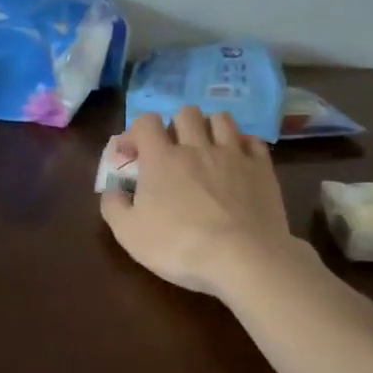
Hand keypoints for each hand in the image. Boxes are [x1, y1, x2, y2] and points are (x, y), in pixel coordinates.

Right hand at [100, 109, 296, 296]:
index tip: (133, 153)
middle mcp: (196, 146)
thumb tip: (110, 190)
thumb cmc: (179, 246)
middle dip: (175, 125)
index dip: (137, 131)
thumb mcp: (129, 234)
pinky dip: (242, 144)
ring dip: (210, 127)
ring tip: (206, 148)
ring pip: (221, 119)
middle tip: (173, 150)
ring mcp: (233, 154)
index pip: (146, 121)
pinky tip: (238, 160)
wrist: (243, 258)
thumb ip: (113, 206)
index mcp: (161, 158)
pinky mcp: (262, 168)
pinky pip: (252, 140)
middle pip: (186, 113)